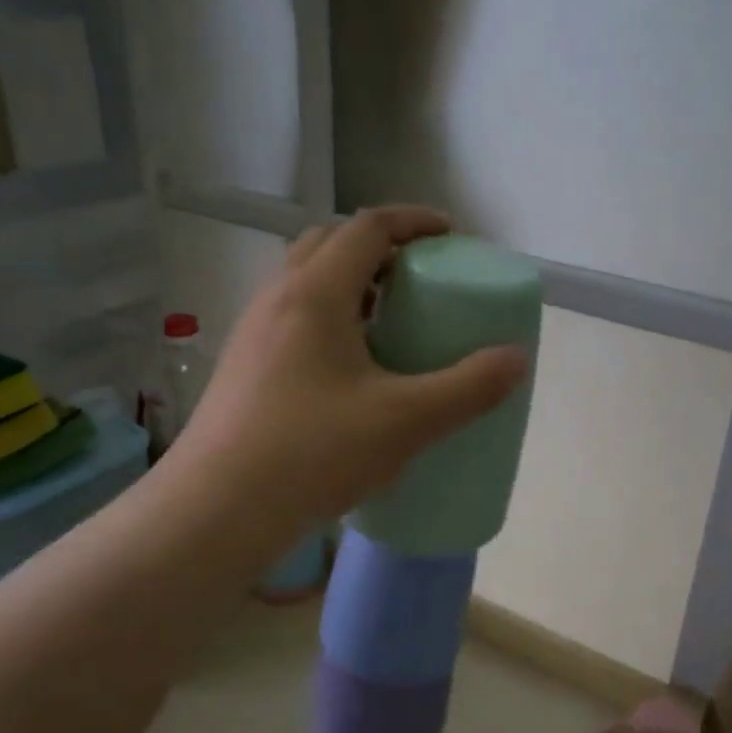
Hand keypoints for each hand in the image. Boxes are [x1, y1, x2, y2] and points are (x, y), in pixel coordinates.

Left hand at [173, 206, 527, 533]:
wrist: (215, 510)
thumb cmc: (312, 454)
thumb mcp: (405, 421)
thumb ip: (468, 388)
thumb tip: (516, 358)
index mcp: (315, 293)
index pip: (367, 227)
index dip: (414, 221)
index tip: (450, 235)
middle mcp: (277, 299)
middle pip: (330, 244)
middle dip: (380, 247)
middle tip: (418, 276)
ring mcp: (252, 333)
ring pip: (306, 282)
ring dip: (351, 284)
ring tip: (390, 322)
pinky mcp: (243, 368)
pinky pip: (292, 319)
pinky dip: (329, 319)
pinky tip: (350, 370)